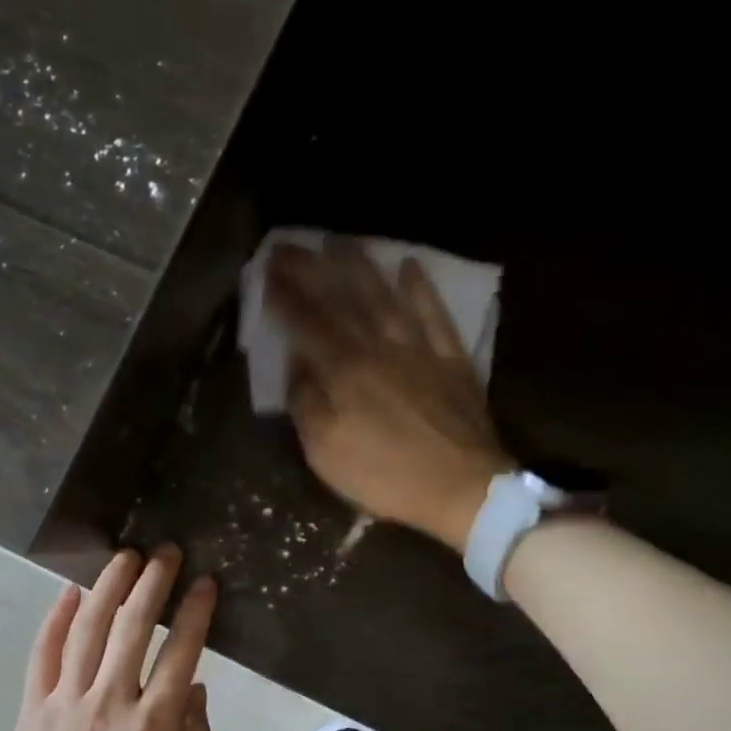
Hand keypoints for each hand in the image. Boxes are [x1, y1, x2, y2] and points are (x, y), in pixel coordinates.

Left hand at [0, 547, 215, 730]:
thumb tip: (194, 686)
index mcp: (153, 726)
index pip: (181, 651)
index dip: (196, 611)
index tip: (206, 581)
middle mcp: (111, 701)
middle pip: (134, 626)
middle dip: (153, 582)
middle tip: (165, 552)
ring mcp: (67, 699)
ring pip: (89, 628)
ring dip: (109, 586)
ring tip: (124, 557)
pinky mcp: (34, 706)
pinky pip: (44, 652)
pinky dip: (56, 618)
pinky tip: (70, 592)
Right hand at [267, 238, 512, 552]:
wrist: (462, 489)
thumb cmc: (386, 476)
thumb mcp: (326, 455)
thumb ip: (307, 406)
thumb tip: (297, 366)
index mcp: (344, 373)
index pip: (307, 325)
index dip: (285, 297)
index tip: (267, 271)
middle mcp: (378, 349)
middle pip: (342, 301)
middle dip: (312, 270)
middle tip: (289, 244)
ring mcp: (419, 350)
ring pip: (385, 298)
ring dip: (361, 267)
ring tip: (340, 241)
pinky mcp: (451, 359)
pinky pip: (435, 315)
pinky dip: (422, 289)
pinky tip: (409, 266)